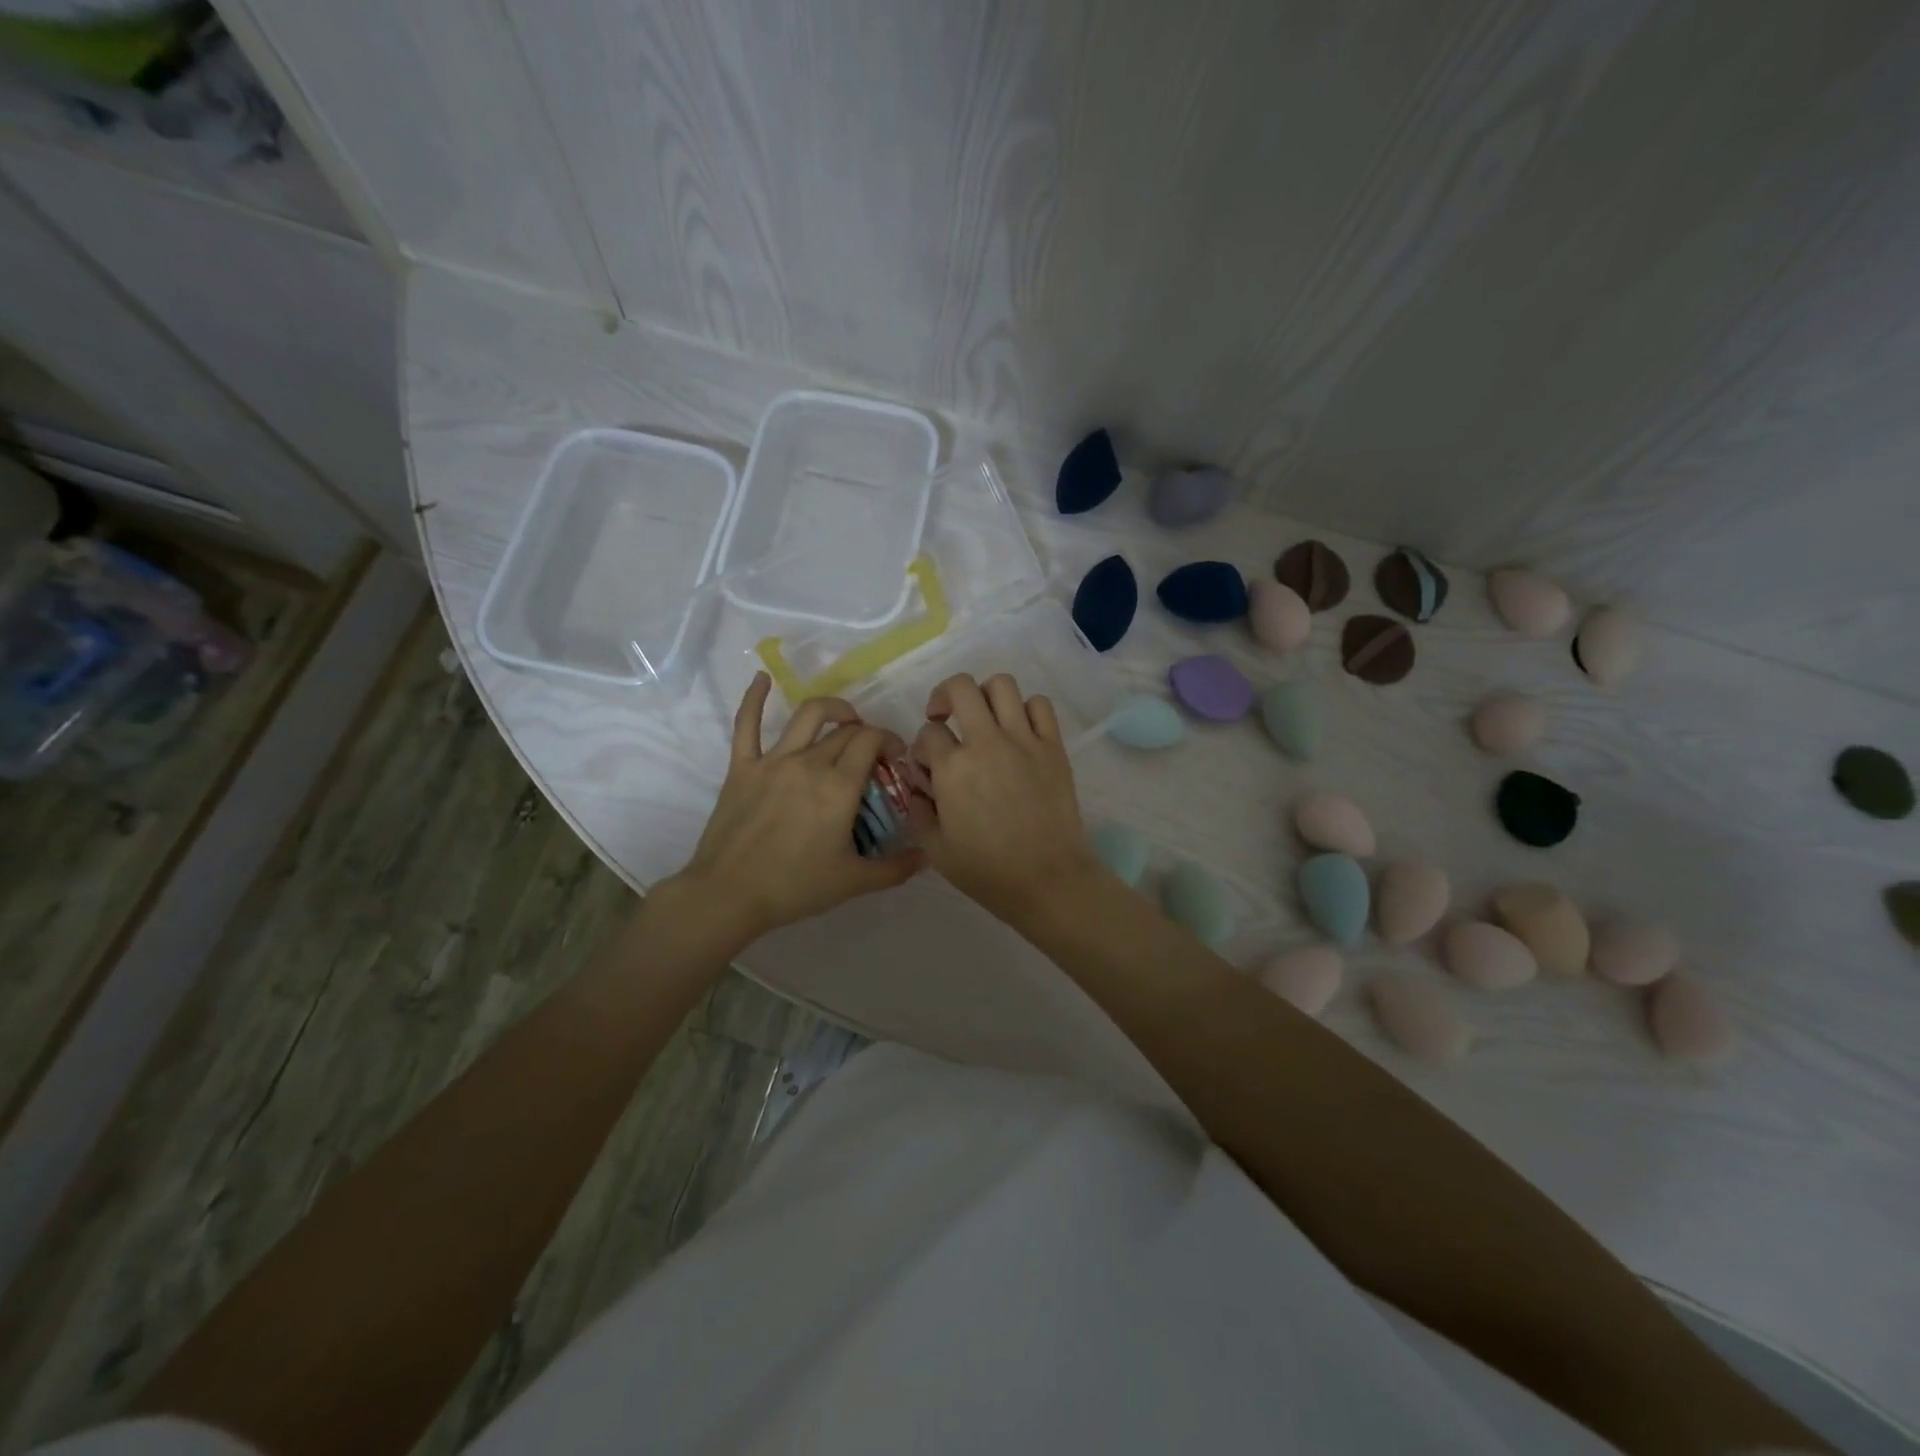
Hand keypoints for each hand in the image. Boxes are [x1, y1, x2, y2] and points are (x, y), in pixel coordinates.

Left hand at [670, 673, 923, 944]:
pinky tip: (761, 678)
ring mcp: (772, 761)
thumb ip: (895, 868)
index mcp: (838, 787)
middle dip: (866, 735)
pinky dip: (754, 697)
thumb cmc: (794, 887)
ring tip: (844, 716)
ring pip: (807, 716)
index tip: (897, 756)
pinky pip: (746, 724)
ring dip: (832, 709)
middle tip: (873, 755)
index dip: (889, 740)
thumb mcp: (853, 882)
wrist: (729, 895)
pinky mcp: (742, 767)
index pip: (871, 741)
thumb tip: (927, 857)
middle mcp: (809, 763)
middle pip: (845, 732)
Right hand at [907, 673, 1099, 924]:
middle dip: (944, 696)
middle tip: (945, 718)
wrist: (1047, 879)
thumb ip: (919, 813)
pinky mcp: (1053, 747)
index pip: (927, 733)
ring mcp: (1024, 740)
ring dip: (985, 695)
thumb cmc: (987, 870)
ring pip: (1002, 685)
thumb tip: (919, 789)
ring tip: (983, 718)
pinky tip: (1019, 730)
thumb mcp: (936, 850)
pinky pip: (1040, 705)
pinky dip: (1026, 709)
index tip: (927, 766)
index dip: (921, 747)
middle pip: (961, 688)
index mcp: (952, 768)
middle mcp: (986, 742)